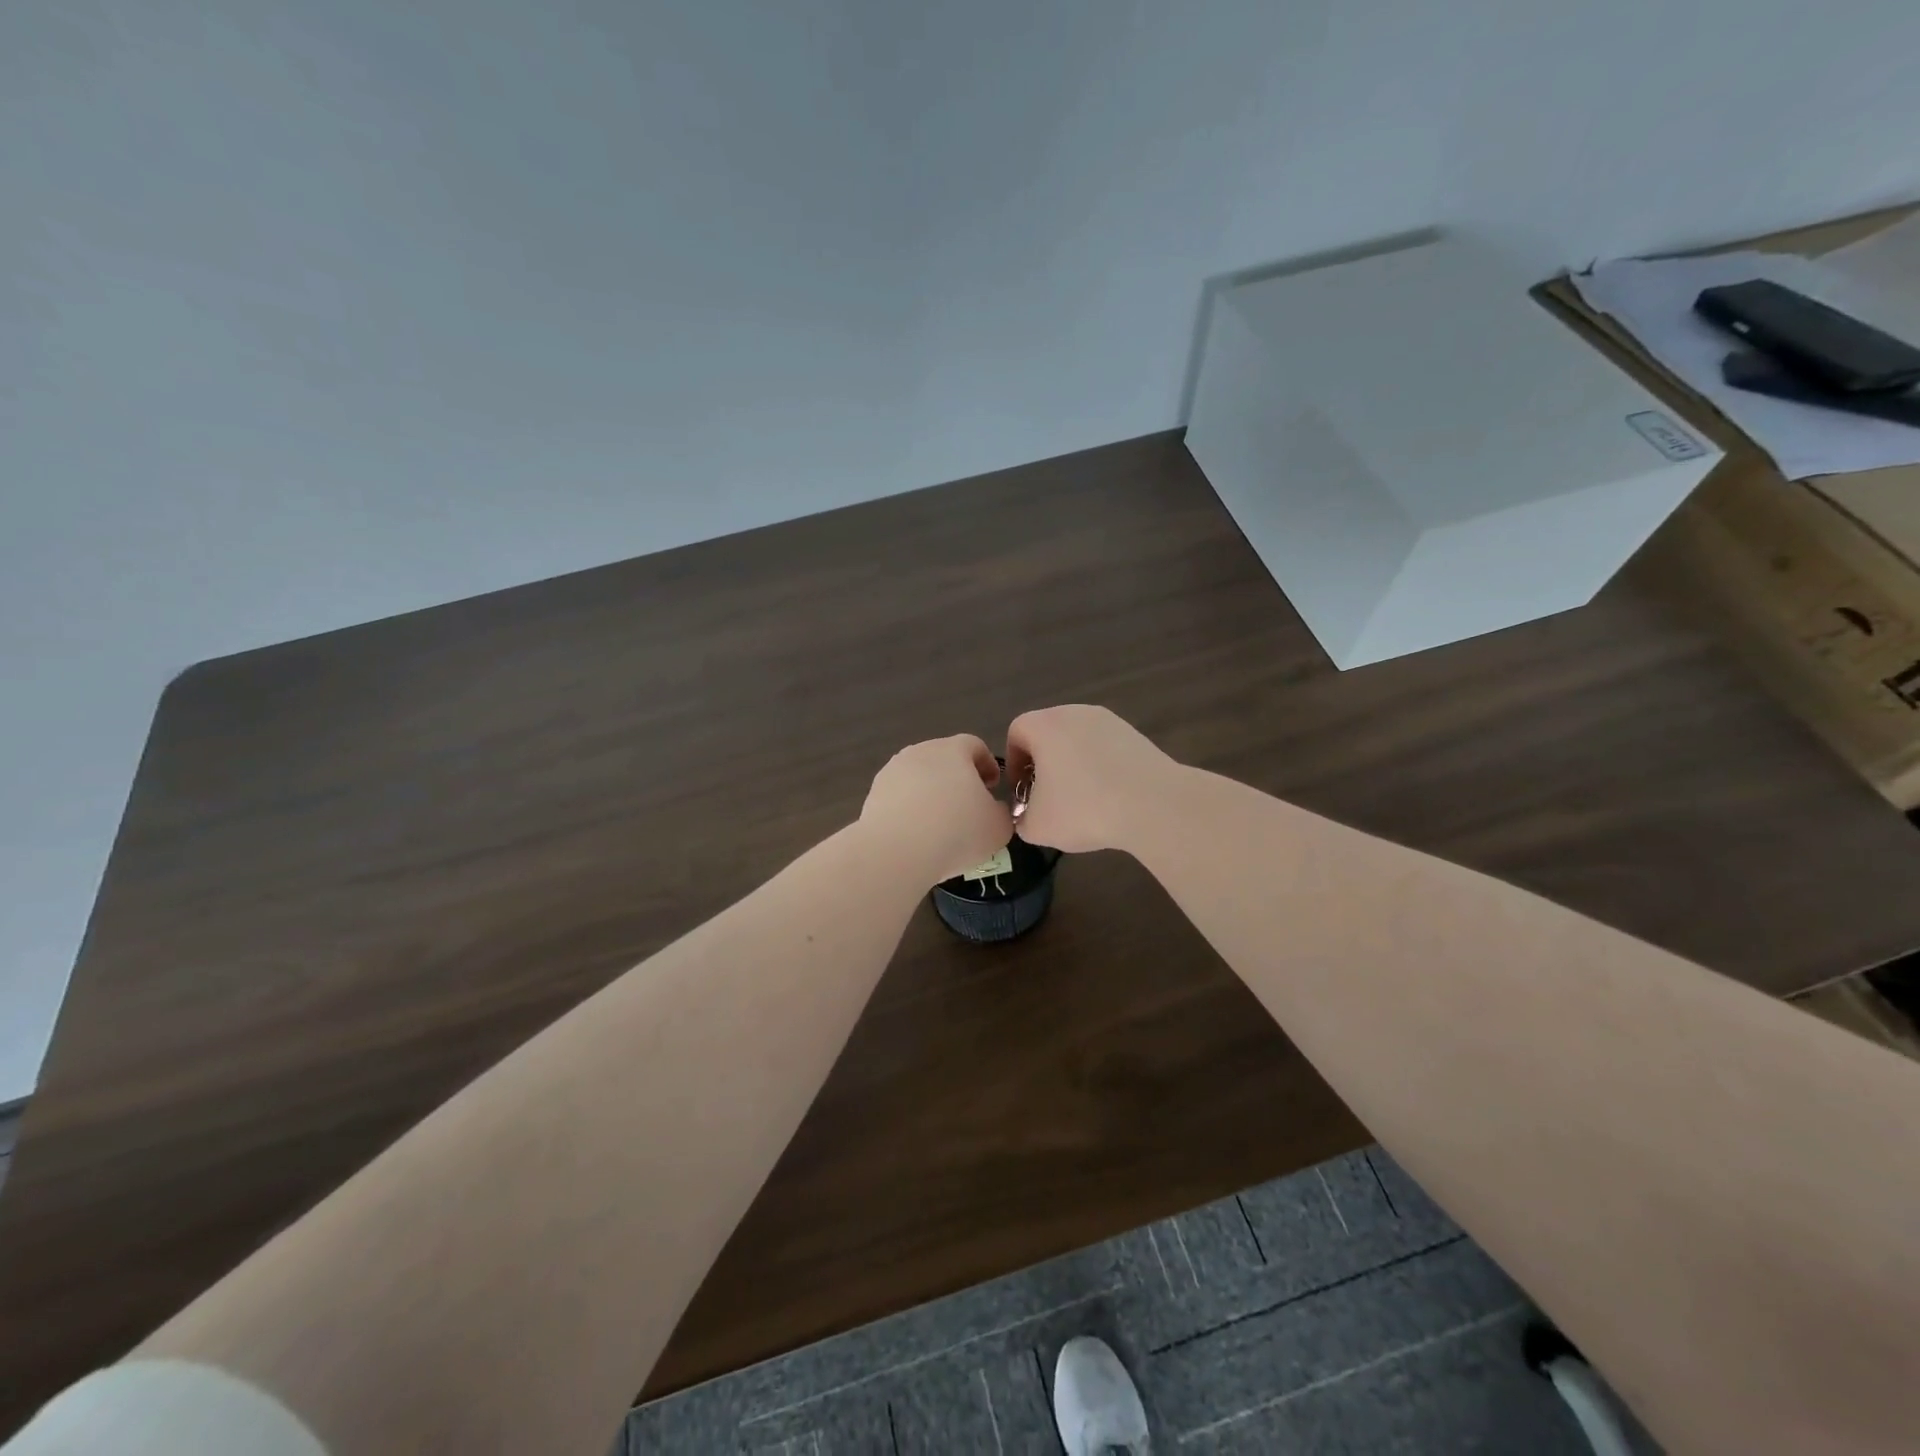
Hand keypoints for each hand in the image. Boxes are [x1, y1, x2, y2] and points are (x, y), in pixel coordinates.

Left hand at [859, 734, 1013, 884]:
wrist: (896, 852)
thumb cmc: (957, 832)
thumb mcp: (998, 827)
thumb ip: (1002, 812)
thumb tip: (993, 810)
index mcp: (953, 750)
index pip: (975, 745)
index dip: (988, 764)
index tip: (992, 787)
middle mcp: (920, 752)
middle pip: (944, 758)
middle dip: (958, 778)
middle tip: (968, 806)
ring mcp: (892, 771)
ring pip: (919, 777)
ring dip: (931, 793)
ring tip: (939, 823)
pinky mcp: (873, 794)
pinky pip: (899, 796)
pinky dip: (910, 808)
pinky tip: (916, 833)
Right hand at [1004, 705, 1177, 853]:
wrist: (1153, 805)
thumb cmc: (1084, 809)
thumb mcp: (1038, 826)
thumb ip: (1022, 820)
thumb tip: (1028, 817)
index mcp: (1045, 725)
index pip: (1016, 732)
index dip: (1014, 763)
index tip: (1022, 792)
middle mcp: (1075, 713)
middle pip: (1048, 733)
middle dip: (1043, 764)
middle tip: (1048, 797)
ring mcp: (1109, 721)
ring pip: (1078, 740)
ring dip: (1073, 766)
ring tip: (1081, 800)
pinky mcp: (1136, 735)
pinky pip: (1105, 748)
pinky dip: (1100, 767)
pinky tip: (1109, 797)